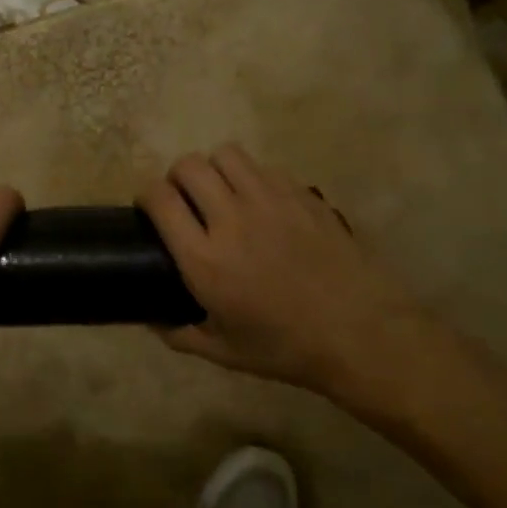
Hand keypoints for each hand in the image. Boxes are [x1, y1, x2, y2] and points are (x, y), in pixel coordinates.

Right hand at [138, 144, 444, 412]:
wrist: (360, 332)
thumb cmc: (286, 347)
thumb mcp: (223, 352)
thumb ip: (178, 333)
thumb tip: (150, 318)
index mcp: (205, 259)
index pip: (160, 199)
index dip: (146, 195)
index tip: (149, 208)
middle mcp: (232, 219)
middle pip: (189, 166)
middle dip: (177, 178)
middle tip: (185, 201)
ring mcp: (271, 200)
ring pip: (226, 154)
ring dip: (214, 170)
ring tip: (221, 193)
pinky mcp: (302, 194)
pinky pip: (264, 167)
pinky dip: (252, 178)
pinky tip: (261, 204)